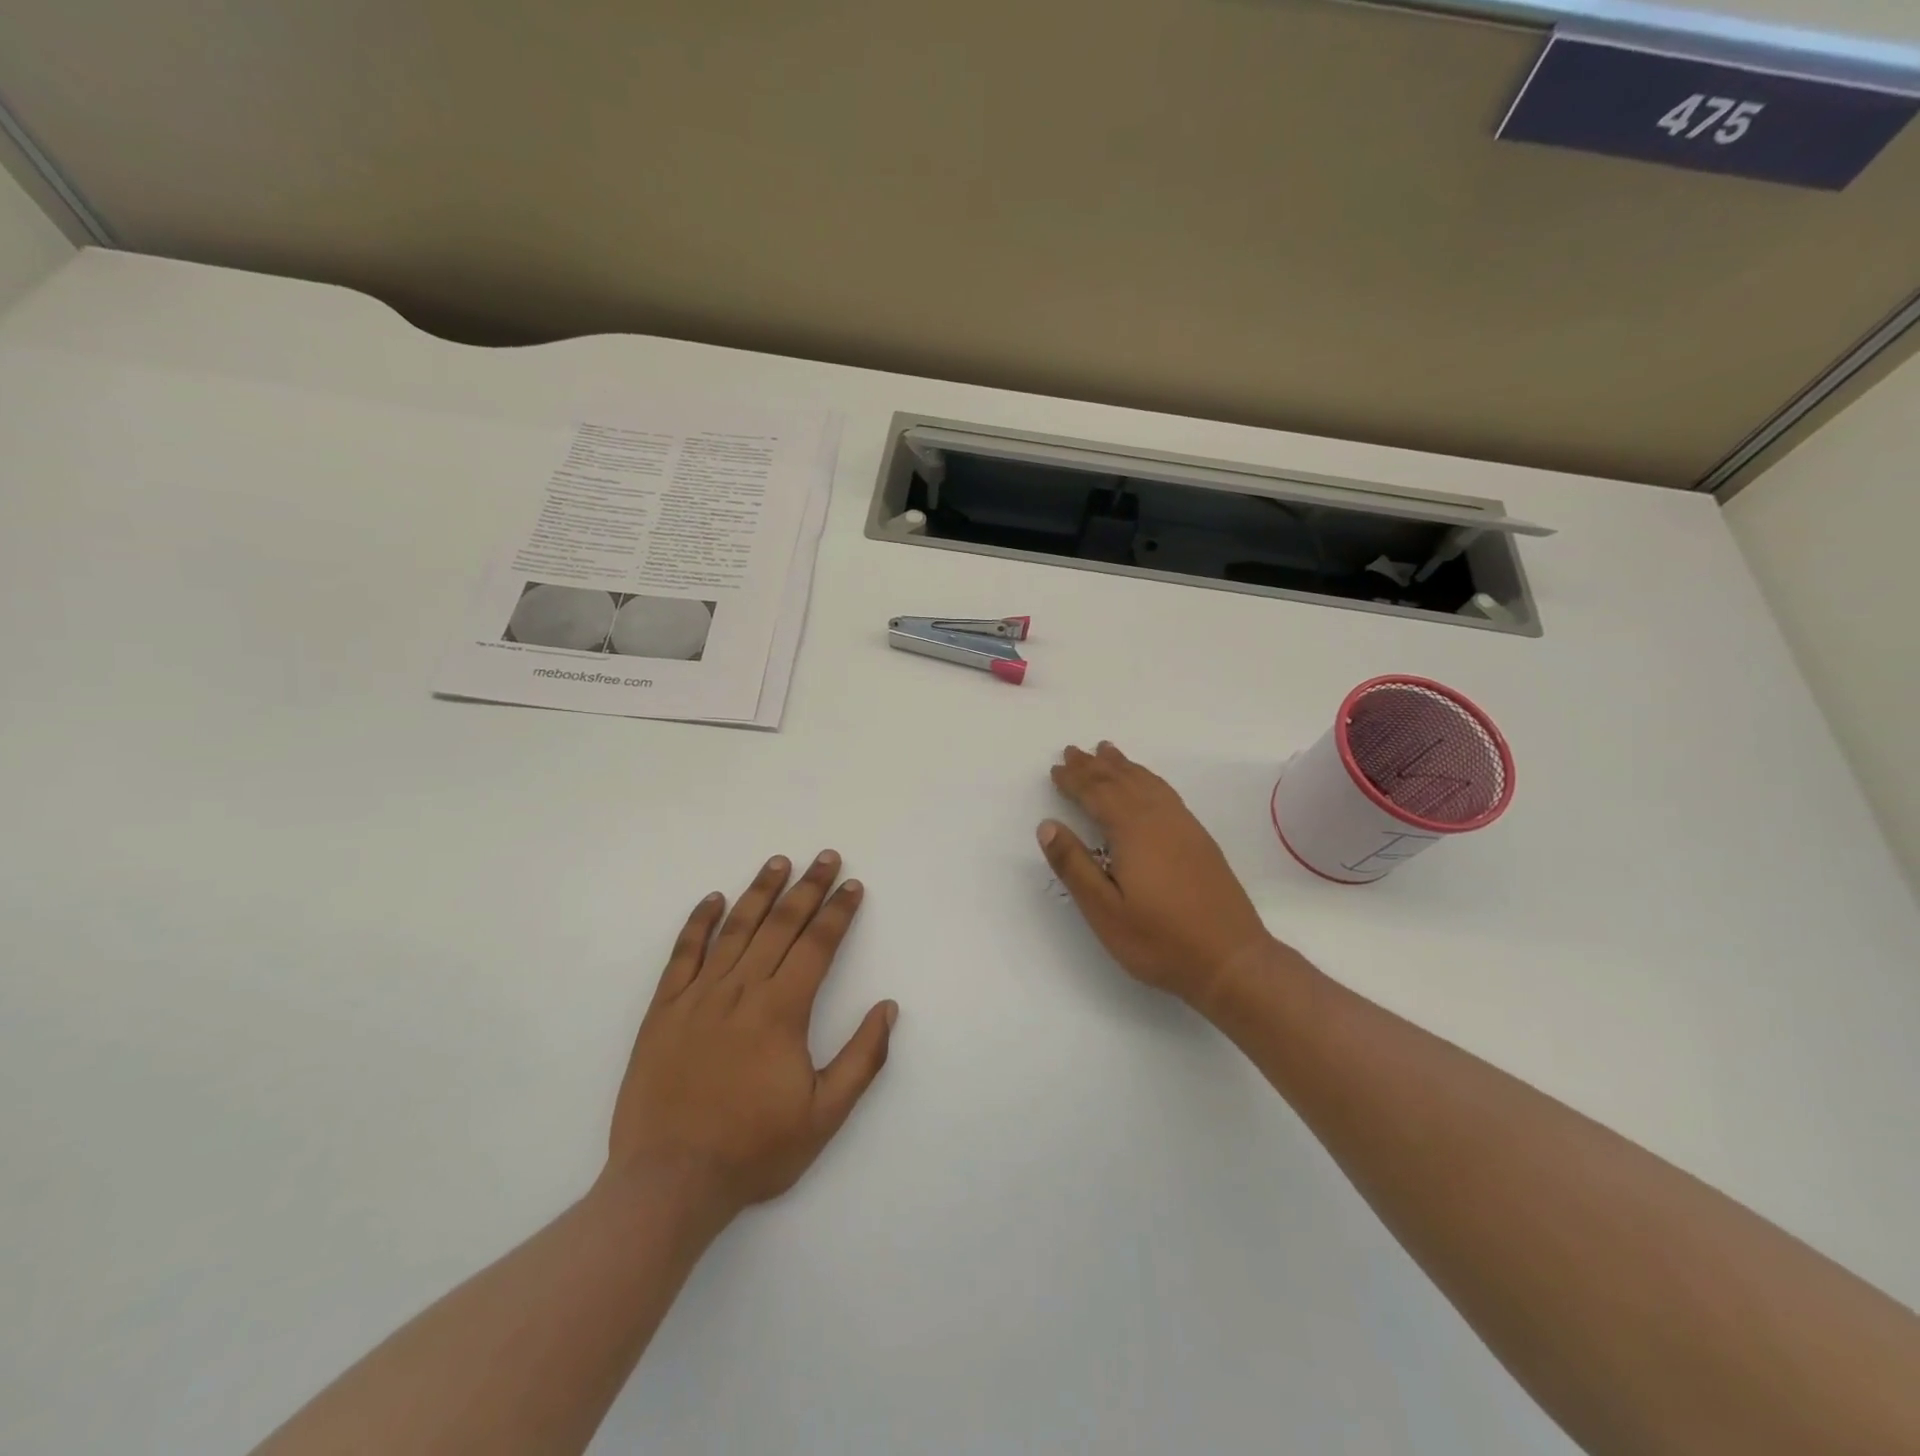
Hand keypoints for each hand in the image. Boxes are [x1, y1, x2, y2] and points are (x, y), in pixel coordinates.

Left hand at [607, 851, 896, 1217]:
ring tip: (779, 862)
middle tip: (826, 857)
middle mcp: (741, 990)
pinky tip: (712, 899)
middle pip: (780, 925)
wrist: (668, 1183)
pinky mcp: (664, 1010)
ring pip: (735, 929)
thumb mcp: (825, 1116)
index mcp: (782, 1011)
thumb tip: (888, 1007)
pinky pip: (683, 954)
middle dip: (808, 888)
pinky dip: (698, 923)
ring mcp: (698, 996)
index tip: (853, 885)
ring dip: (760, 892)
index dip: (838, 912)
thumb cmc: (754, 1149)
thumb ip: (862, 1058)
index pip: (817, 945)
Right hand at [1040, 742, 1273, 1009]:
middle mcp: (1160, 819)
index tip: (1056, 768)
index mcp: (1133, 831)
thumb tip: (1047, 825)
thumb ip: (1074, 865)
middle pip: (1122, 781)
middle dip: (1094, 766)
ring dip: (1123, 766)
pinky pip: (1166, 793)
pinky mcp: (1200, 839)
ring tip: (1106, 752)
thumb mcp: (1105, 911)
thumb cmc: (1160, 940)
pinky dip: (1148, 779)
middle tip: (1073, 751)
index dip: (1074, 780)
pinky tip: (1145, 784)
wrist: (1231, 959)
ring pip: (1147, 783)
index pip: (1097, 794)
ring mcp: (1184, 827)